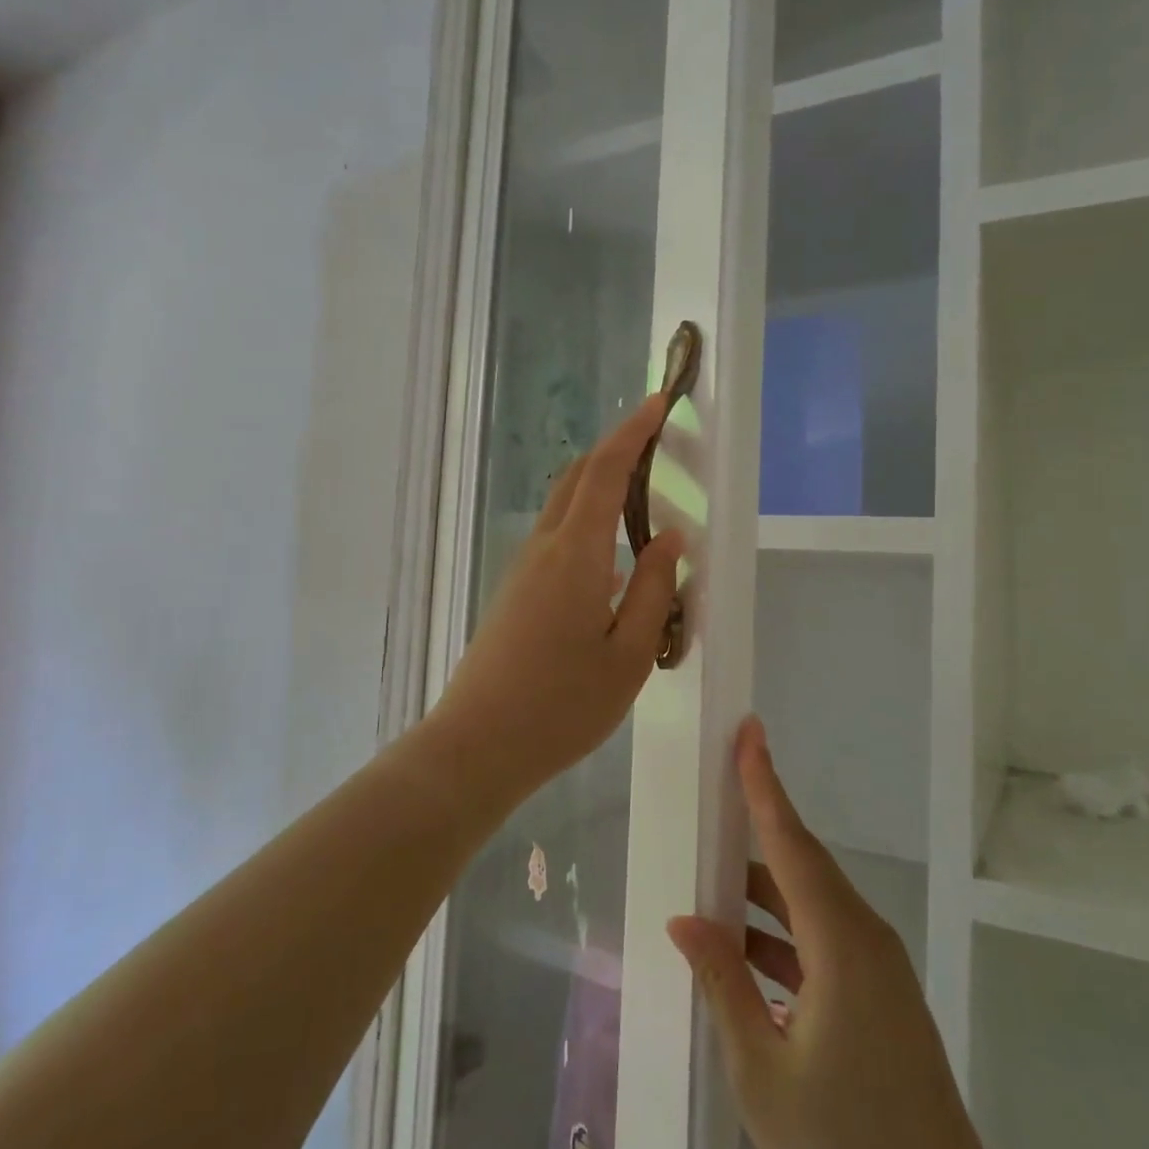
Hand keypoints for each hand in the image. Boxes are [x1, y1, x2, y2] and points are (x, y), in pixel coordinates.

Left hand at [432, 394, 684, 790]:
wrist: (478, 745)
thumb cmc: (562, 705)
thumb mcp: (629, 654)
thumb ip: (654, 590)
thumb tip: (671, 538)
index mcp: (575, 555)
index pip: (604, 472)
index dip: (632, 433)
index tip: (658, 403)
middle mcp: (544, 549)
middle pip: (577, 479)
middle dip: (614, 450)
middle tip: (655, 442)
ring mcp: (523, 570)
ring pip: (565, 509)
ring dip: (601, 489)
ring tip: (643, 499)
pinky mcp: (515, 593)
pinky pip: (558, 542)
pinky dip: (589, 528)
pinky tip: (615, 568)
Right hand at [670, 719, 1051, 1148]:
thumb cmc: (847, 1145)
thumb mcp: (764, 1073)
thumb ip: (724, 986)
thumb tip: (686, 921)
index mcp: (839, 944)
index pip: (791, 844)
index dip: (765, 784)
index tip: (749, 732)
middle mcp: (862, 936)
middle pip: (801, 861)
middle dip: (760, 817)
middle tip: (718, 784)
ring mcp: (874, 963)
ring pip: (809, 900)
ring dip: (762, 887)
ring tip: (710, 873)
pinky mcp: (877, 988)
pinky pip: (820, 934)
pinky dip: (779, 929)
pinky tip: (742, 947)